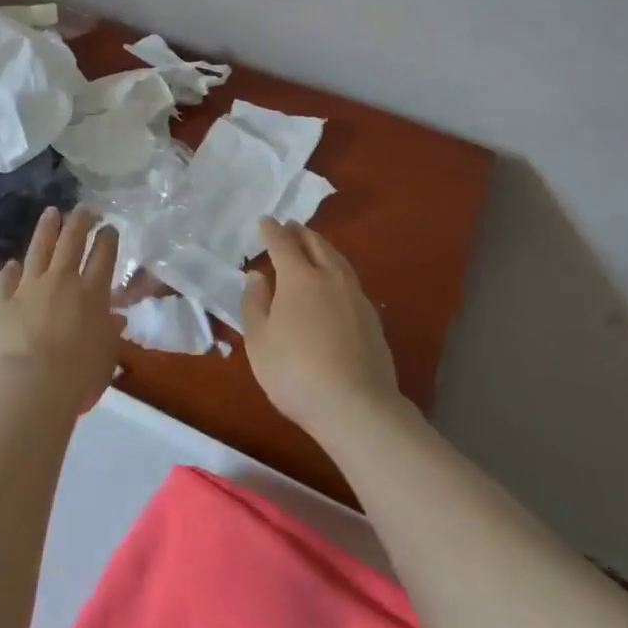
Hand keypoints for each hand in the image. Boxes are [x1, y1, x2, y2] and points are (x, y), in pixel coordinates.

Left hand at [0, 207, 121, 415]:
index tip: (109, 227)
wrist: (25, 388)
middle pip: (72, 242)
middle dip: (80, 221)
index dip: (108, 238)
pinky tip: (12, 263)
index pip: (104, 256)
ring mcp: (29, 288)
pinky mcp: (2, 302)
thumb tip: (115, 320)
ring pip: (39, 249)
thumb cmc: (76, 378)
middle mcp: (62, 282)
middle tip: (84, 208)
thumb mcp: (105, 358)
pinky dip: (11, 270)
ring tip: (51, 212)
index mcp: (92, 294)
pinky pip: (7, 280)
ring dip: (47, 229)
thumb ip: (110, 335)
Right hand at [242, 219, 401, 437]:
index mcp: (299, 277)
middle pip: (316, 245)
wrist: (356, 405)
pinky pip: (350, 280)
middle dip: (301, 233)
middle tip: (291, 226)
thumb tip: (257, 276)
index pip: (283, 244)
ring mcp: (356, 296)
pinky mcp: (372, 318)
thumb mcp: (259, 341)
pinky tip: (336, 283)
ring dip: (323, 248)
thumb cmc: (295, 372)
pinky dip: (338, 270)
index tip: (265, 222)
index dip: (272, 231)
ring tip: (314, 246)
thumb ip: (255, 303)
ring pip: (338, 260)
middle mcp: (330, 277)